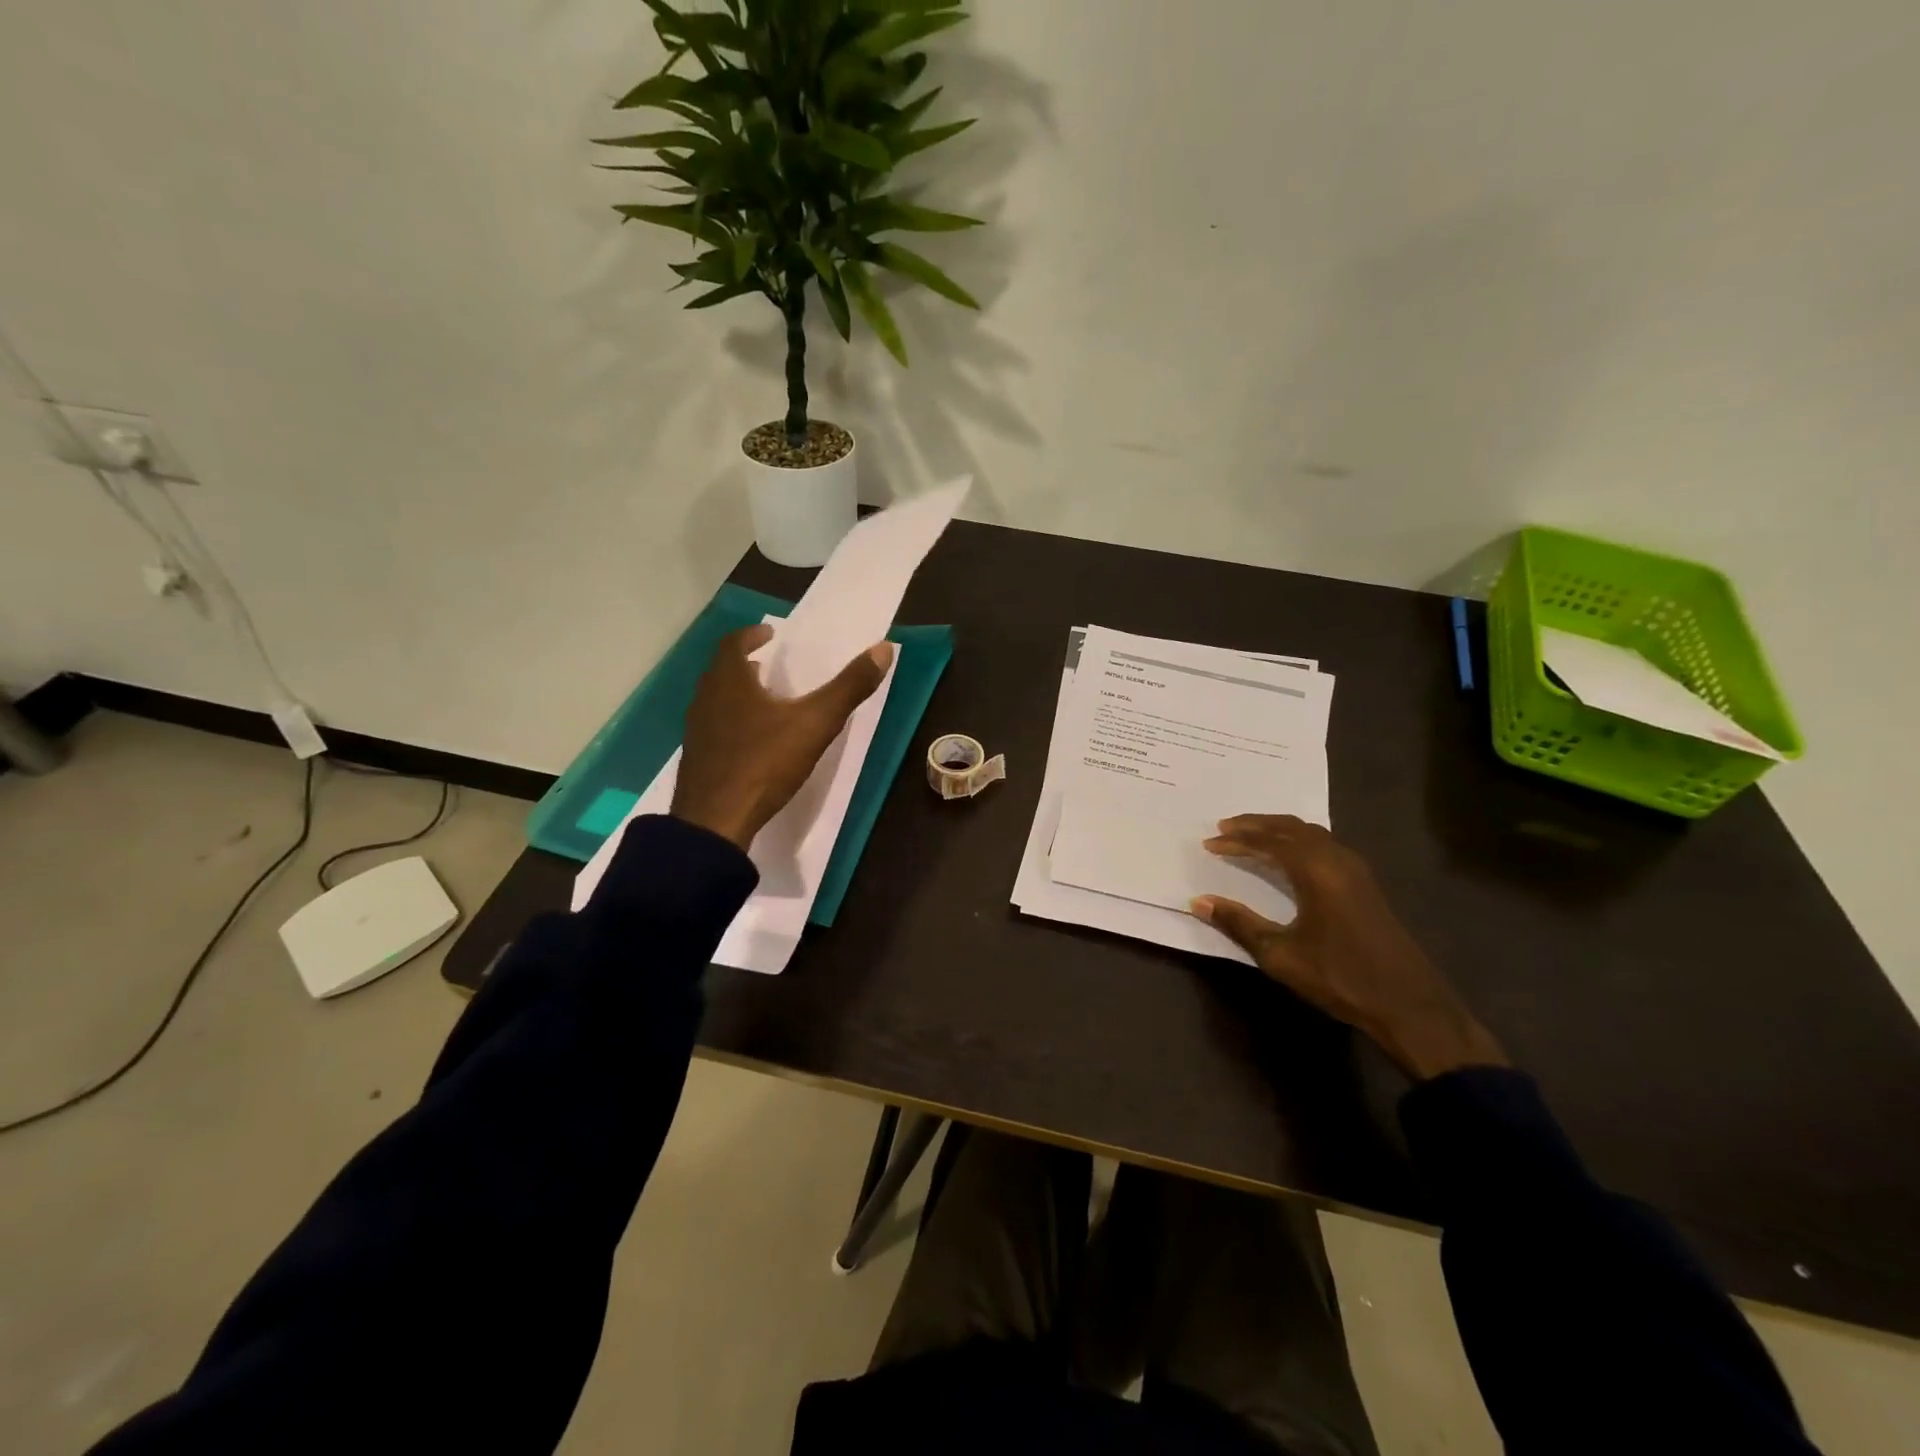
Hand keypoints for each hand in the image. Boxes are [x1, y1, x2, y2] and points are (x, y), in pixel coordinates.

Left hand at [671, 625, 893, 850]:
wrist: (715, 822)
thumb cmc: (764, 763)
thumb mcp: (815, 724)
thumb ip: (848, 687)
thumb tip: (883, 649)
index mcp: (729, 681)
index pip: (733, 643)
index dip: (752, 635)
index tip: (770, 635)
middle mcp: (705, 698)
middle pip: (722, 669)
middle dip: (745, 662)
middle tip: (769, 664)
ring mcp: (696, 731)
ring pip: (715, 699)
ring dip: (737, 692)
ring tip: (764, 699)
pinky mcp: (697, 759)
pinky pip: (714, 727)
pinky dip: (732, 720)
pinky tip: (752, 740)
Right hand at [1189, 815, 1506, 1079]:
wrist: (1409, 1005)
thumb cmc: (1340, 977)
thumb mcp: (1280, 954)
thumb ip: (1238, 923)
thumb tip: (1198, 901)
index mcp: (1316, 870)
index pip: (1269, 842)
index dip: (1237, 840)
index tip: (1209, 843)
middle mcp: (1337, 860)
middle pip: (1291, 828)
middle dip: (1256, 825)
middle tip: (1225, 827)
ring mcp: (1356, 871)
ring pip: (1311, 834)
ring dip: (1279, 831)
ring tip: (1251, 836)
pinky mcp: (1366, 885)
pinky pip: (1325, 846)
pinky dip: (1298, 842)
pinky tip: (1289, 858)